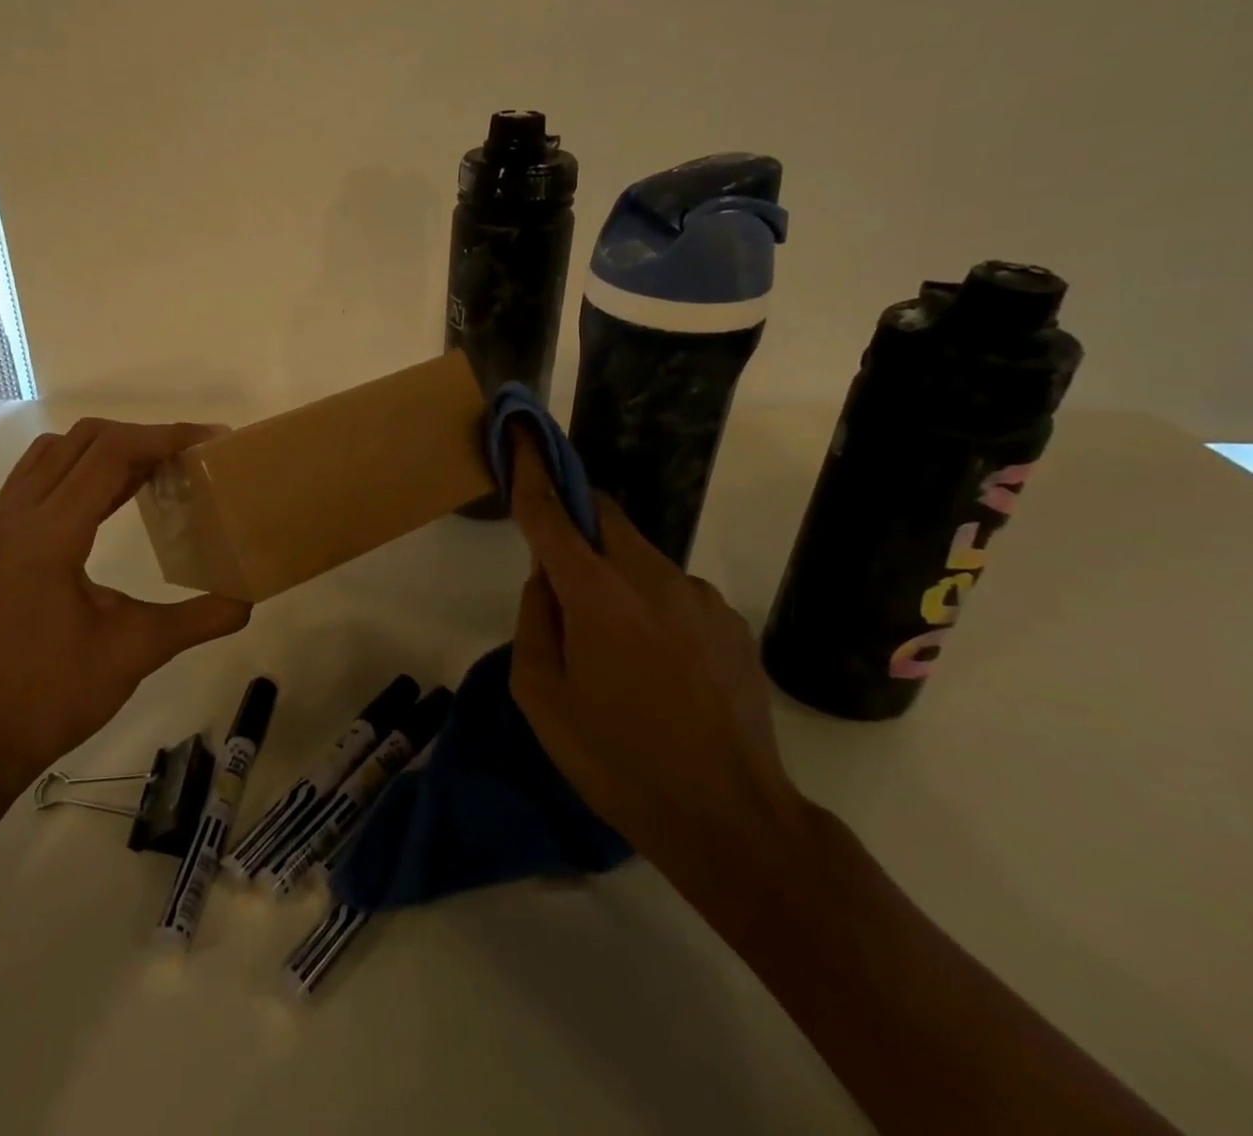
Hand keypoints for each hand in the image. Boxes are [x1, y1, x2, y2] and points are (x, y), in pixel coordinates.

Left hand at [0, 418, 252, 801]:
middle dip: (139, 437)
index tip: (208, 439)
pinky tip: (108, 499)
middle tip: (187, 456)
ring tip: (152, 471)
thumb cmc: (55, 695)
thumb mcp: (137, 651)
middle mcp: (10, 518)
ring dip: (104, 450)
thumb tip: (249, 600)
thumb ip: (199, 618)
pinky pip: (33, 480)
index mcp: (46, 537)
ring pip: (51, 454)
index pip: (109, 455)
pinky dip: (75, 472)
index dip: (163, 437)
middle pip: (80, 441)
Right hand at [505, 429, 808, 893]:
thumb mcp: (541, 697)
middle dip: (575, 526)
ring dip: (613, 578)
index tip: (521, 431)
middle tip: (561, 582)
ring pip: (639, 558)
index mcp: (597, 594)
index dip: (532, 468)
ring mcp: (700, 597)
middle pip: (604, 519)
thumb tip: (546, 581)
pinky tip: (660, 671)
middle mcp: (652, 578)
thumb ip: (534, 621)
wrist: (731, 820)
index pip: (552, 513)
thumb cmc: (617, 762)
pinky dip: (651, 608)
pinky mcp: (731, 623)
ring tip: (615, 654)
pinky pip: (675, 593)